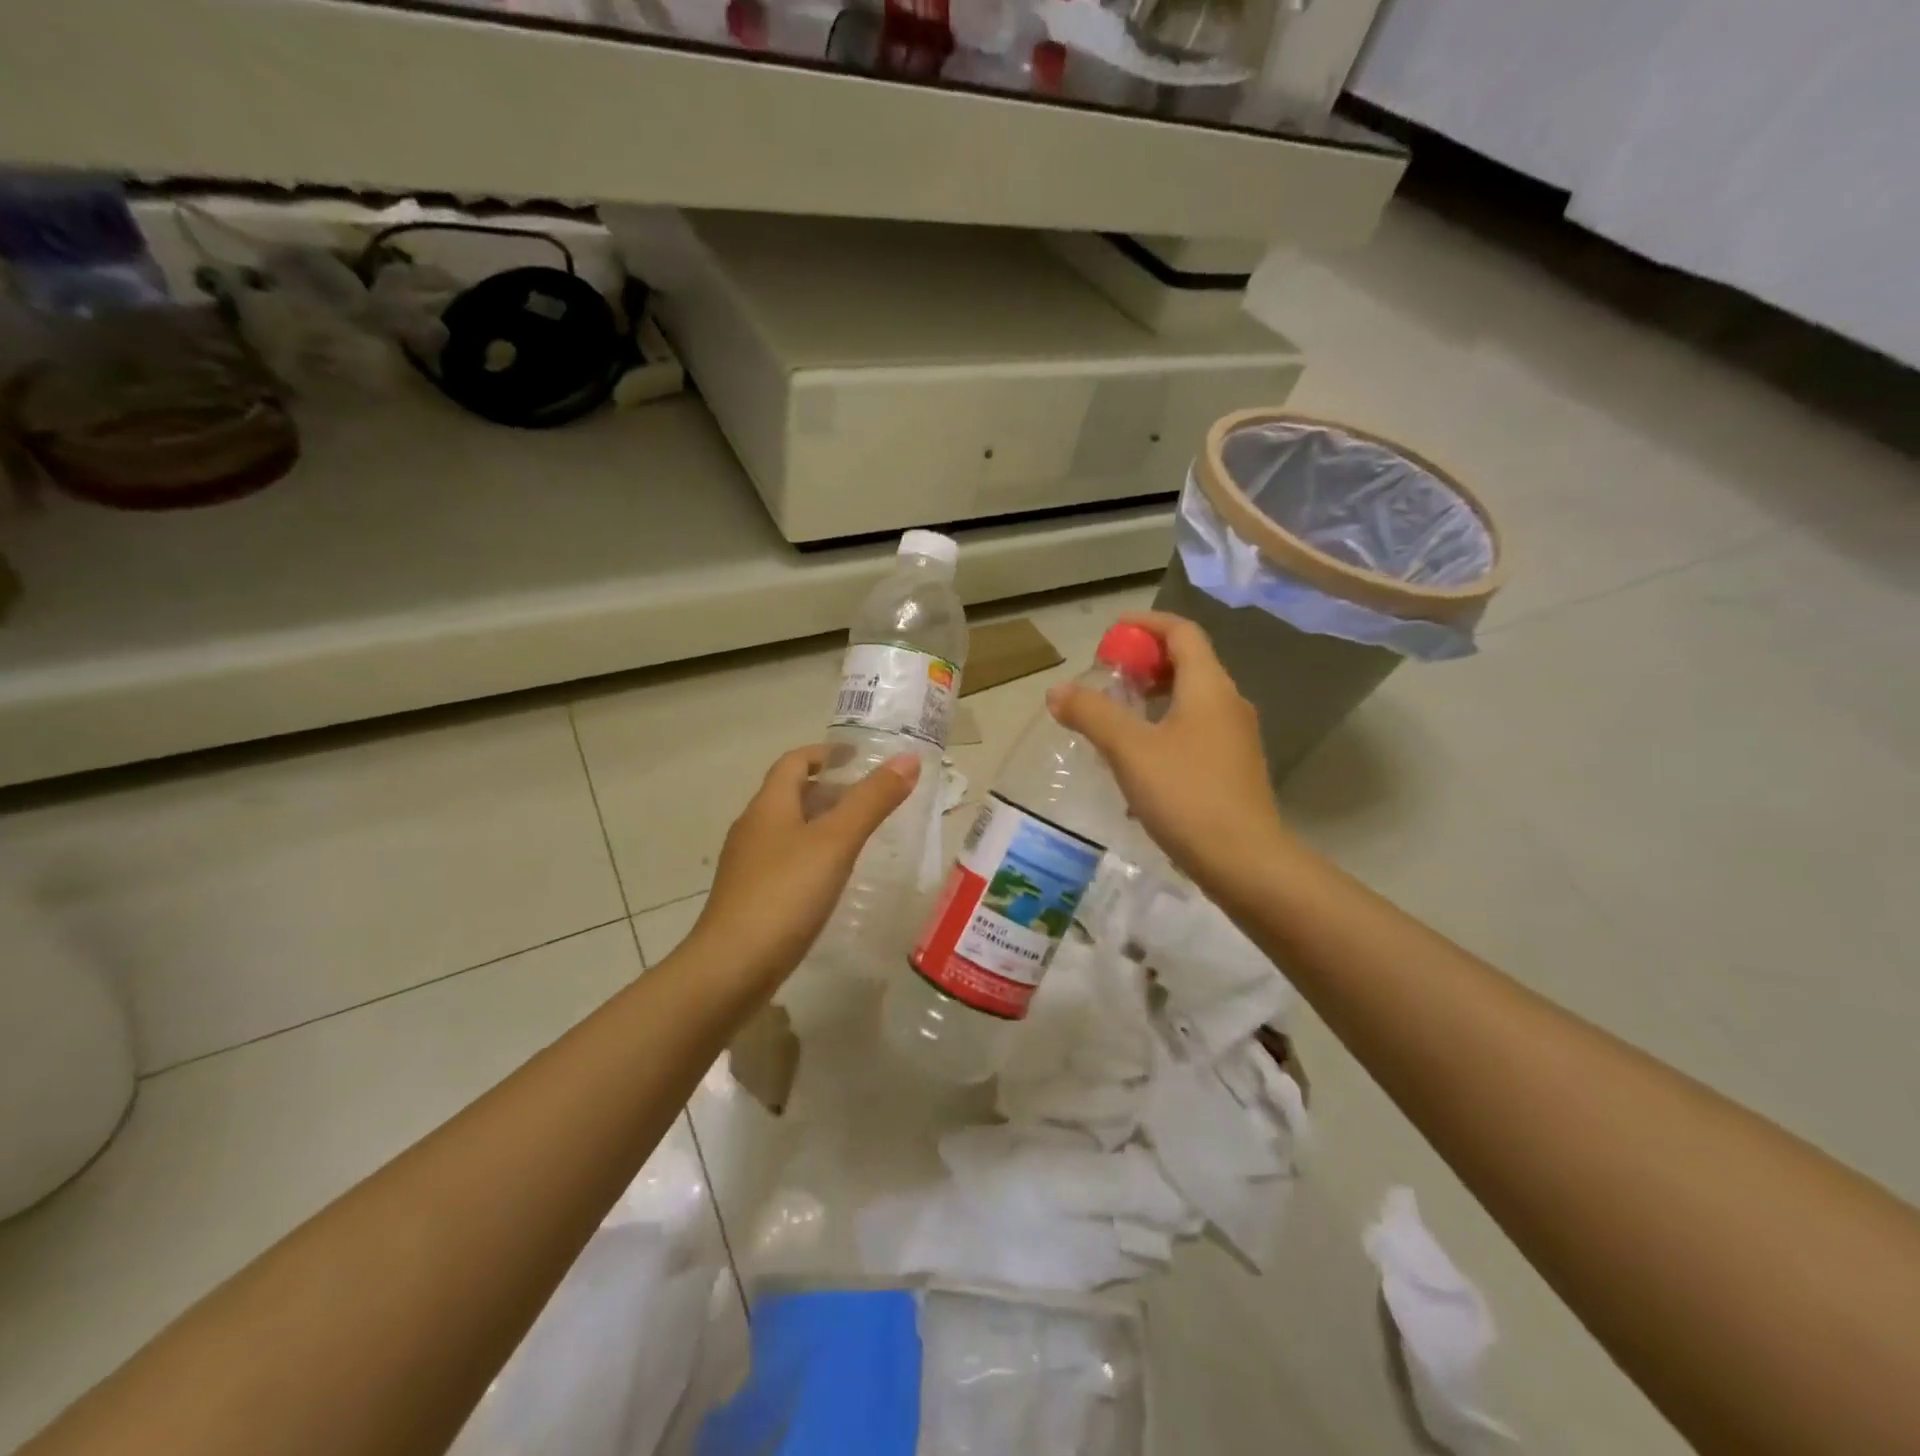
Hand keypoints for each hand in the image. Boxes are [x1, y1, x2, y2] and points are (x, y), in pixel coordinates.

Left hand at [688, 745, 921, 986]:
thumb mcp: (836, 842)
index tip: (857, 756)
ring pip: (789, 830)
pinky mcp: (750, 897)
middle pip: (791, 795)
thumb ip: (872, 800)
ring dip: (822, 824)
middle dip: (829, 790)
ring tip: (859, 836)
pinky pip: (786, 861)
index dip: (825, 753)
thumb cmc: (785, 895)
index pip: (794, 762)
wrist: (731, 968)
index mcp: (769, 806)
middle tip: (870, 799)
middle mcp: (753, 828)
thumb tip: (908, 759)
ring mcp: (748, 865)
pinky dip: (813, 855)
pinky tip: (833, 878)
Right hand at [1046, 611, 1290, 897]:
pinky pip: (1195, 731)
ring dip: (1153, 699)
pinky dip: (1165, 729)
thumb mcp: (1130, 750)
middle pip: (1188, 664)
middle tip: (1107, 679)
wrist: (1245, 862)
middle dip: (1145, 663)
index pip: (1181, 632)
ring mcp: (1235, 739)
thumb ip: (1092, 714)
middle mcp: (1229, 704)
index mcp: (1209, 687)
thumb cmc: (1186, 795)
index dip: (1146, 624)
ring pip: (1191, 701)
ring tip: (1115, 719)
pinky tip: (1138, 763)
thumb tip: (1057, 691)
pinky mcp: (1233, 769)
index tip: (1111, 632)